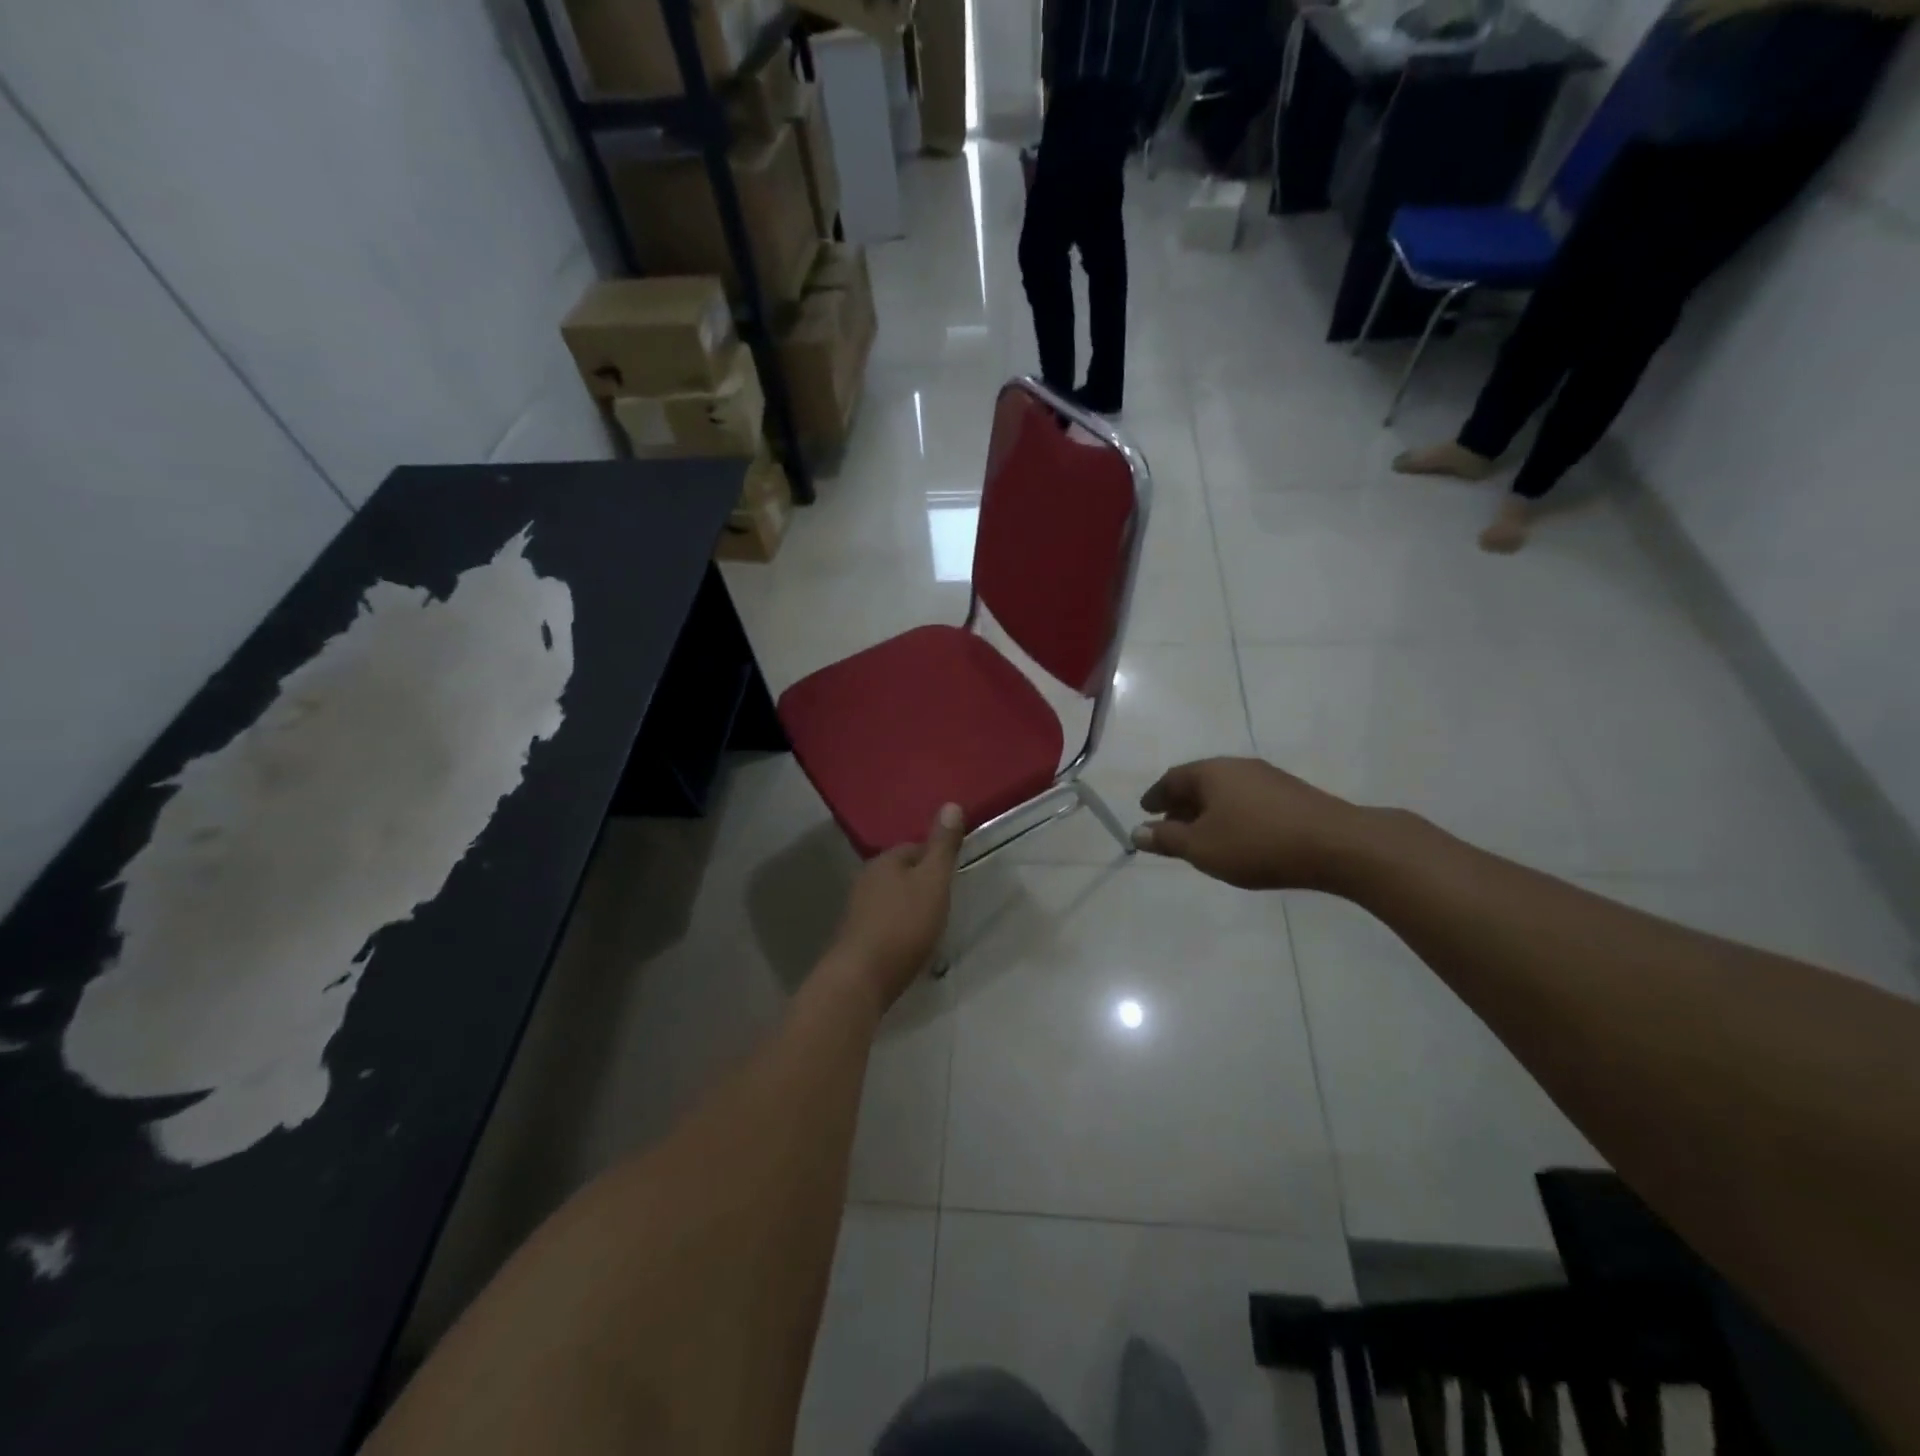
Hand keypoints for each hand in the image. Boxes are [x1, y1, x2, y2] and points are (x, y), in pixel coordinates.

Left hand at [828, 803, 965, 1009]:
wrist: (861, 979)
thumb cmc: (903, 925)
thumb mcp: (933, 881)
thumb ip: (943, 847)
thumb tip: (951, 804)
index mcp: (884, 862)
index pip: (914, 848)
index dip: (936, 859)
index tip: (953, 876)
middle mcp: (866, 880)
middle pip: (901, 874)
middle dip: (922, 885)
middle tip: (946, 903)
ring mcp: (857, 911)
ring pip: (891, 900)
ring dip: (910, 908)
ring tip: (932, 926)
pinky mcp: (856, 939)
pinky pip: (884, 924)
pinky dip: (899, 930)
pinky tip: (910, 946)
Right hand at [1132, 758, 1369, 891]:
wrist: (1337, 845)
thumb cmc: (1257, 843)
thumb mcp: (1202, 848)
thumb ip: (1167, 839)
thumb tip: (1138, 831)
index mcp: (1211, 772)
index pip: (1172, 778)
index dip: (1155, 796)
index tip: (1145, 811)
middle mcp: (1238, 766)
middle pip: (1199, 782)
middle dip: (1181, 805)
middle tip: (1169, 827)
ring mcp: (1268, 778)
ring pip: (1225, 791)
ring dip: (1207, 811)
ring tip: (1202, 837)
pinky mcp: (1292, 794)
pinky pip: (1248, 800)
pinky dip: (1232, 815)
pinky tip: (1238, 837)